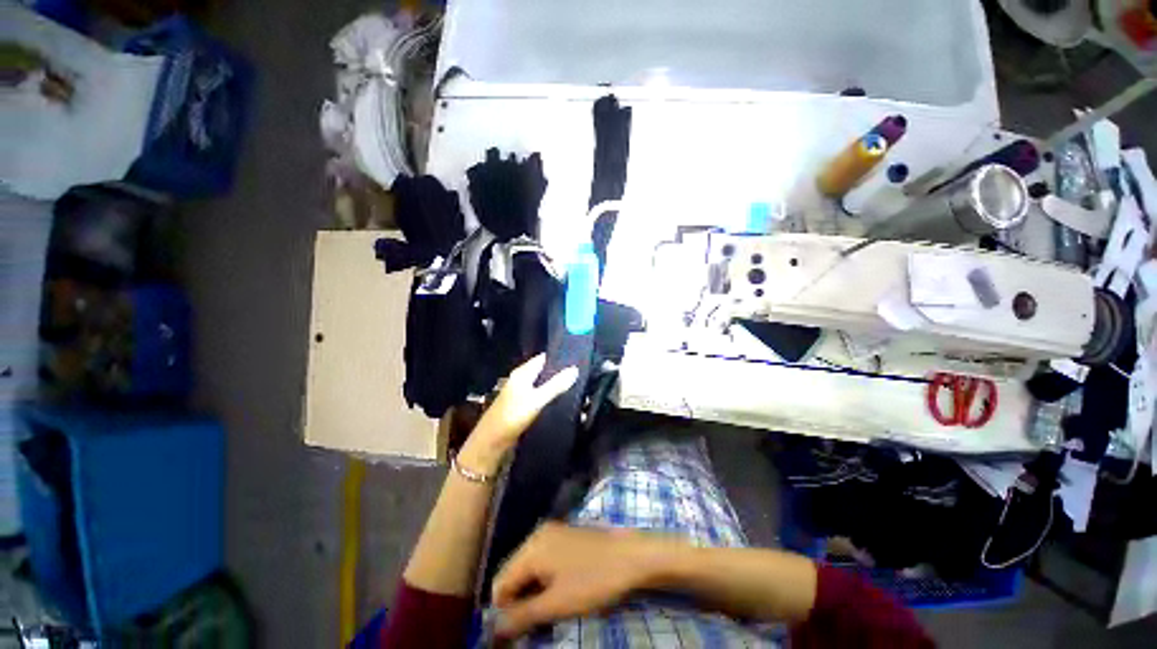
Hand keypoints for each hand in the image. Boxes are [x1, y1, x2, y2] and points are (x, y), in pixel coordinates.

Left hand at [458, 355, 577, 472]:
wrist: (491, 443)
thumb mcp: (537, 400)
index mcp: (522, 373)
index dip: (559, 357)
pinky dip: (550, 396)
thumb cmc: (512, 416)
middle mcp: (521, 379)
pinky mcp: (521, 406)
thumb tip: (575, 369)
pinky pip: (539, 396)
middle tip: (580, 374)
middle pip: (543, 371)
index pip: (543, 358)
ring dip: (555, 385)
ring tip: (576, 386)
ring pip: (542, 384)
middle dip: (559, 372)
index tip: (577, 359)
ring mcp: (520, 393)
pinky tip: (561, 401)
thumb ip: (556, 385)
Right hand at [491, 523, 669, 638]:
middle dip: (519, 602)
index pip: (500, 584)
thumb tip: (493, 630)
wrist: (631, 556)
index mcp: (531, 547)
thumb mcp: (556, 604)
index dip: (504, 612)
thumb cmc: (593, 581)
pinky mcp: (565, 536)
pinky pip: (544, 561)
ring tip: (549, 614)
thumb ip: (521, 616)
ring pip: (530, 569)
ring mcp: (553, 533)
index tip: (521, 632)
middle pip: (514, 574)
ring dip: (532, 594)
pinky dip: (545, 581)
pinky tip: (559, 594)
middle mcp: (537, 535)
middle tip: (537, 626)